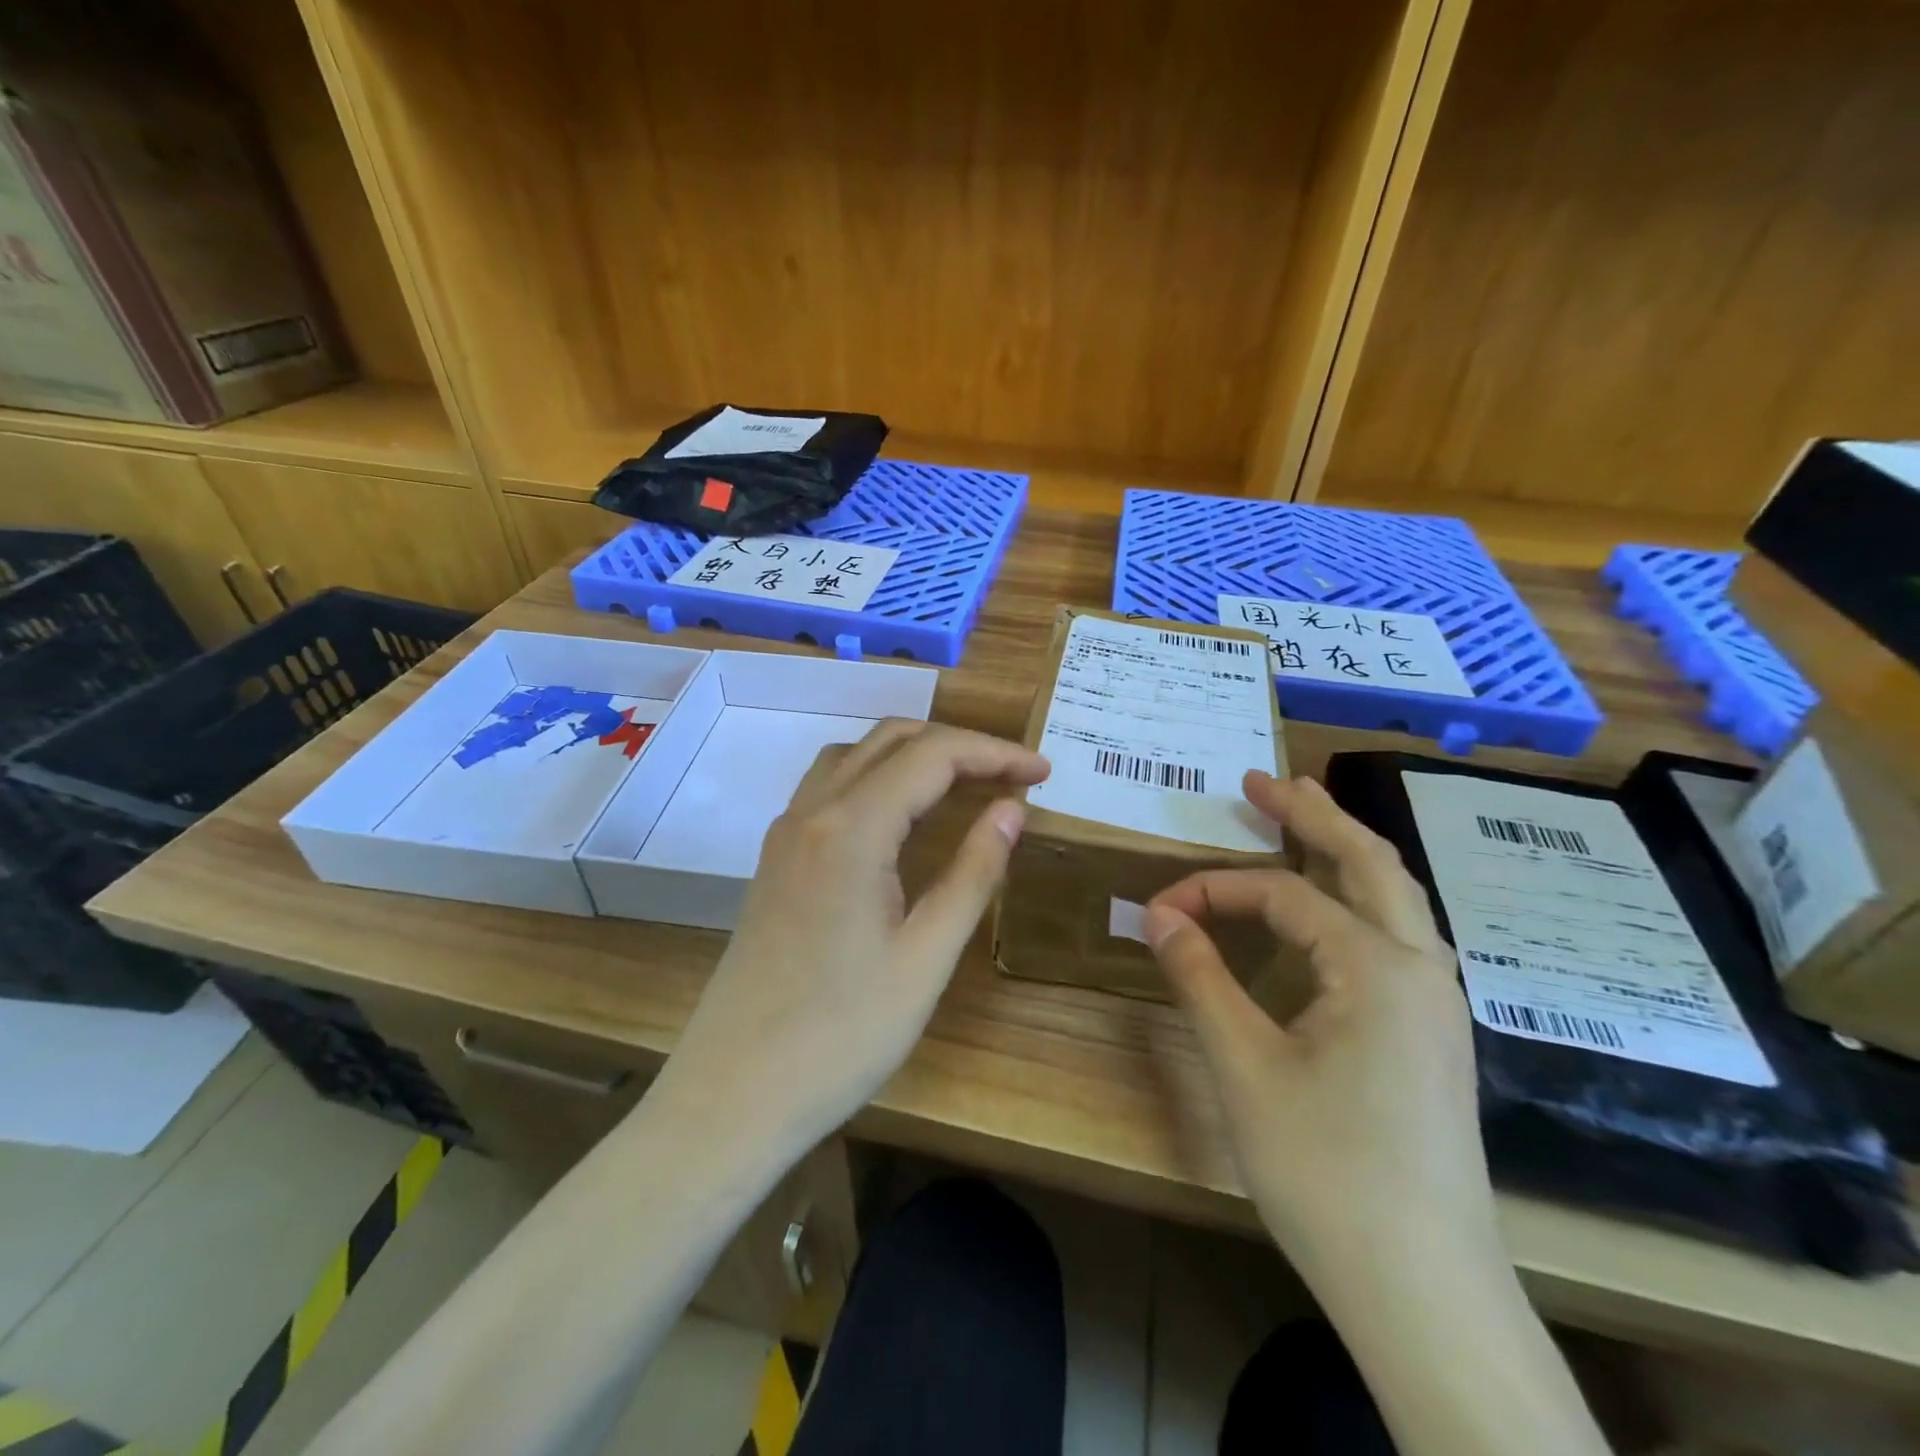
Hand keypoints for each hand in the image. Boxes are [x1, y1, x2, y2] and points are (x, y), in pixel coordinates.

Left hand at [658, 719, 1048, 1149]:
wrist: (734, 1093)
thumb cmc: (842, 1035)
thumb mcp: (927, 957)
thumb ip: (973, 872)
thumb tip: (1011, 809)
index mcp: (852, 828)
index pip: (934, 755)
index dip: (995, 754)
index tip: (1044, 772)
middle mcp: (813, 811)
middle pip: (892, 740)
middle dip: (959, 745)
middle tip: (1012, 775)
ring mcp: (786, 833)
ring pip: (855, 755)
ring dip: (913, 753)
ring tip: (964, 783)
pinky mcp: (776, 858)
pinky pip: (830, 786)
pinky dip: (877, 776)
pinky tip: (902, 814)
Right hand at [1143, 771, 1493, 1271]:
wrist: (1425, 1292)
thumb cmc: (1327, 1171)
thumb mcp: (1244, 1066)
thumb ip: (1199, 978)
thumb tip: (1158, 913)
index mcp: (1379, 967)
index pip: (1284, 897)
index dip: (1214, 890)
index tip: (1160, 908)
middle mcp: (1422, 969)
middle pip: (1370, 862)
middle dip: (1314, 814)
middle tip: (1262, 780)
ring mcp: (1438, 1004)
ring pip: (1395, 899)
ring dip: (1345, 851)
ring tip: (1302, 820)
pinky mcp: (1434, 1036)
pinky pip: (1398, 937)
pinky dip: (1359, 900)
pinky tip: (1334, 912)